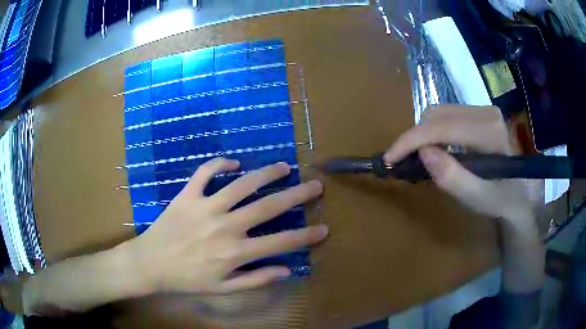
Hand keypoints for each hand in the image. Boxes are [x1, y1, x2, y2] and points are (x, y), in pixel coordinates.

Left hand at [127, 158, 327, 294]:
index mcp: (235, 252)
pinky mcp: (187, 196)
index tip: (324, 228)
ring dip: (266, 173)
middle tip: (315, 185)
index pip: (280, 243)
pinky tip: (233, 162)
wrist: (150, 264)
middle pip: (267, 207)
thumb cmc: (186, 280)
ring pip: (241, 184)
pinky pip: (205, 173)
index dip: (306, 236)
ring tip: (284, 166)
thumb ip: (255, 280)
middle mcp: (225, 226)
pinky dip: (219, 164)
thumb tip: (286, 270)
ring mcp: (205, 207)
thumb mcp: (223, 289)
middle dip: (296, 195)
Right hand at [383, 105, 540, 235]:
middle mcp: (486, 112)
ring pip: (439, 112)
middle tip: (403, 162)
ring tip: (416, 157)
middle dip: (415, 137)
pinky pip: (446, 116)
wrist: (520, 193)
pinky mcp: (478, 113)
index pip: (443, 126)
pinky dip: (432, 131)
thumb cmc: (502, 200)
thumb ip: (454, 178)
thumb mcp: (479, 199)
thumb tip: (424, 153)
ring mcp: (482, 110)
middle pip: (438, 114)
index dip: (412, 139)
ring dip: (422, 134)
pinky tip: (433, 149)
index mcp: (490, 131)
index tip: (390, 157)